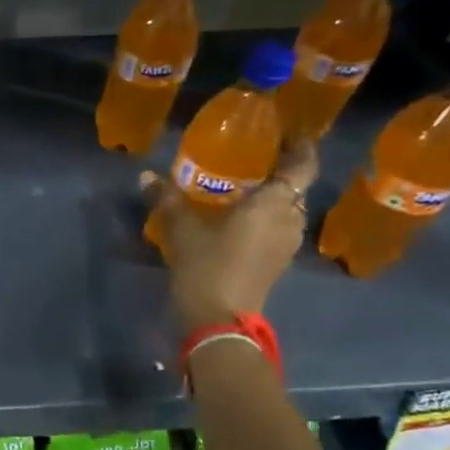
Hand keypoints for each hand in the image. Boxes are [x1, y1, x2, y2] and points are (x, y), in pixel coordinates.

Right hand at [142, 138, 317, 328]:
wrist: (218, 319)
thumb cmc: (206, 265)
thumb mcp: (181, 228)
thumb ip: (166, 199)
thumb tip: (146, 176)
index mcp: (275, 203)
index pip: (303, 164)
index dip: (301, 145)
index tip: (288, 130)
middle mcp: (290, 219)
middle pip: (295, 186)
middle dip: (280, 169)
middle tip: (254, 154)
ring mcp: (286, 244)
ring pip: (286, 209)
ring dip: (272, 195)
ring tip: (243, 184)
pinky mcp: (277, 262)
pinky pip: (277, 227)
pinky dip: (264, 216)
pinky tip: (238, 216)